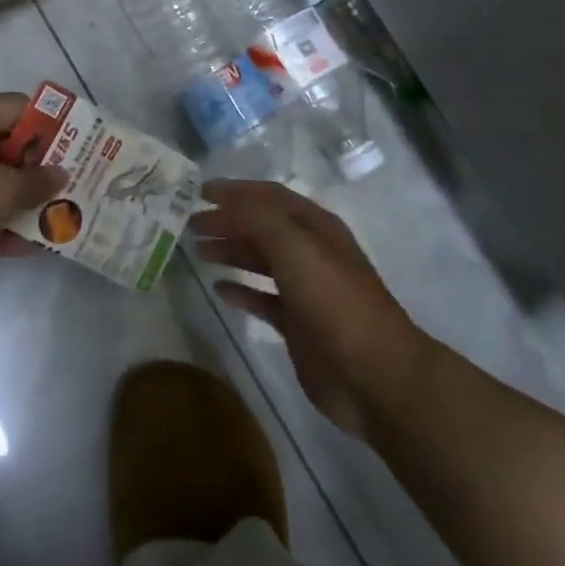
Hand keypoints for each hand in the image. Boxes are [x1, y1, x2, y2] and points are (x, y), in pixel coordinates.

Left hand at [0, 94, 66, 309]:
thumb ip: (36, 182)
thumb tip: (60, 174)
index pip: (20, 109)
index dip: (54, 126)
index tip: (85, 148)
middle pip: (8, 148)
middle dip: (42, 170)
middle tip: (80, 188)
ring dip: (23, 203)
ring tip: (64, 220)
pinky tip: (31, 248)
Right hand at [191, 180, 422, 440]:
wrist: (374, 374)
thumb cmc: (335, 301)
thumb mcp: (295, 247)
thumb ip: (258, 219)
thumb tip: (224, 200)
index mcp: (315, 227)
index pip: (270, 197)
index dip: (236, 191)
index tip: (200, 191)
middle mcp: (310, 252)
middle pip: (262, 228)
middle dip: (227, 221)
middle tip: (190, 224)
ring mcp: (305, 290)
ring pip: (260, 261)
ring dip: (231, 251)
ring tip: (198, 251)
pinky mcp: (298, 324)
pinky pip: (262, 300)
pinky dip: (241, 292)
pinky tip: (219, 290)